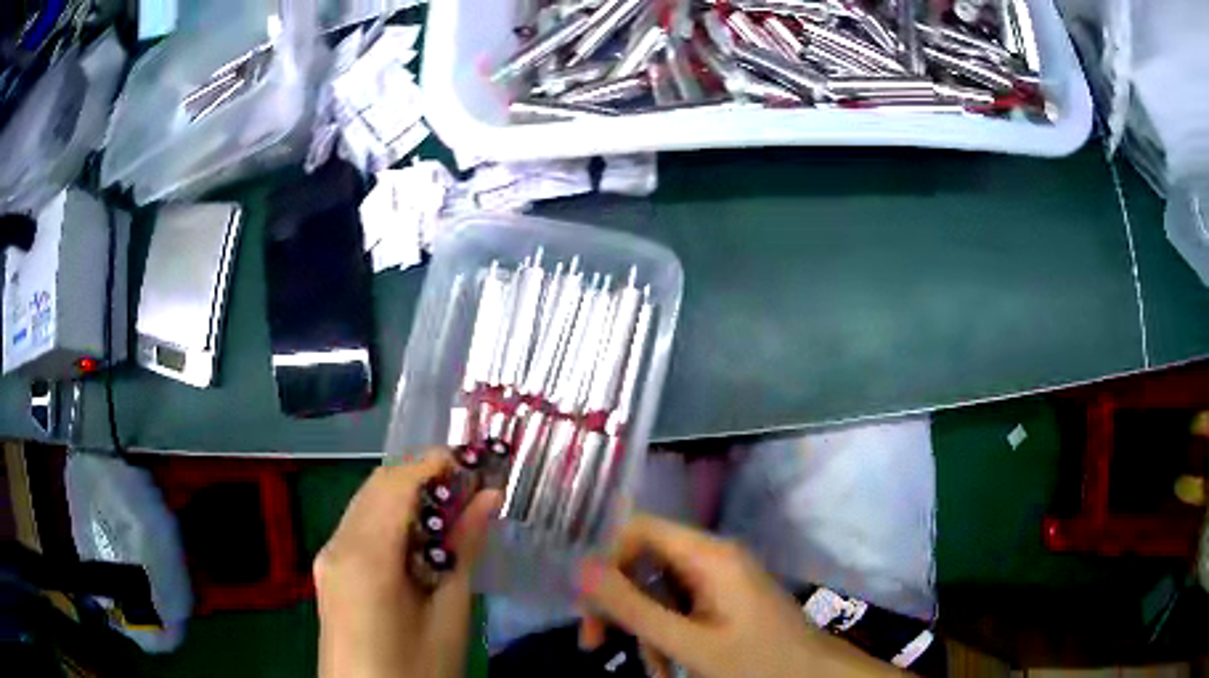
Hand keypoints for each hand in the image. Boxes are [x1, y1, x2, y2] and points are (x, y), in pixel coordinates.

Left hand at [315, 450, 500, 677]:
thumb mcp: (449, 617)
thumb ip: (464, 551)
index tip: (476, 461)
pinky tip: (421, 541)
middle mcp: (337, 545)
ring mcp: (328, 557)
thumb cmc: (415, 671)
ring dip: (408, 496)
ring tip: (454, 512)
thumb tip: (488, 498)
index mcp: (365, 557)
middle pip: (378, 486)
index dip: (436, 462)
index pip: (396, 483)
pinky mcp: (329, 570)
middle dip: (424, 475)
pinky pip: (360, 526)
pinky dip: (391, 518)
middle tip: (472, 487)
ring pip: (367, 502)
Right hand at [578, 515, 899, 677]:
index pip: (638, 529)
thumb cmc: (758, 661)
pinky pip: (681, 608)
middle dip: (620, 605)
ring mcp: (721, 579)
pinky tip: (670, 668)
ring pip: (659, 592)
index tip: (587, 605)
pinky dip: (668, 636)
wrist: (815, 676)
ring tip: (653, 671)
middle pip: (645, 563)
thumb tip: (579, 567)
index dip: (605, 560)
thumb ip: (632, 606)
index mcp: (708, 554)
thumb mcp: (687, 642)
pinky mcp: (726, 599)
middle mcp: (713, 557)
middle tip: (595, 643)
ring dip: (646, 631)